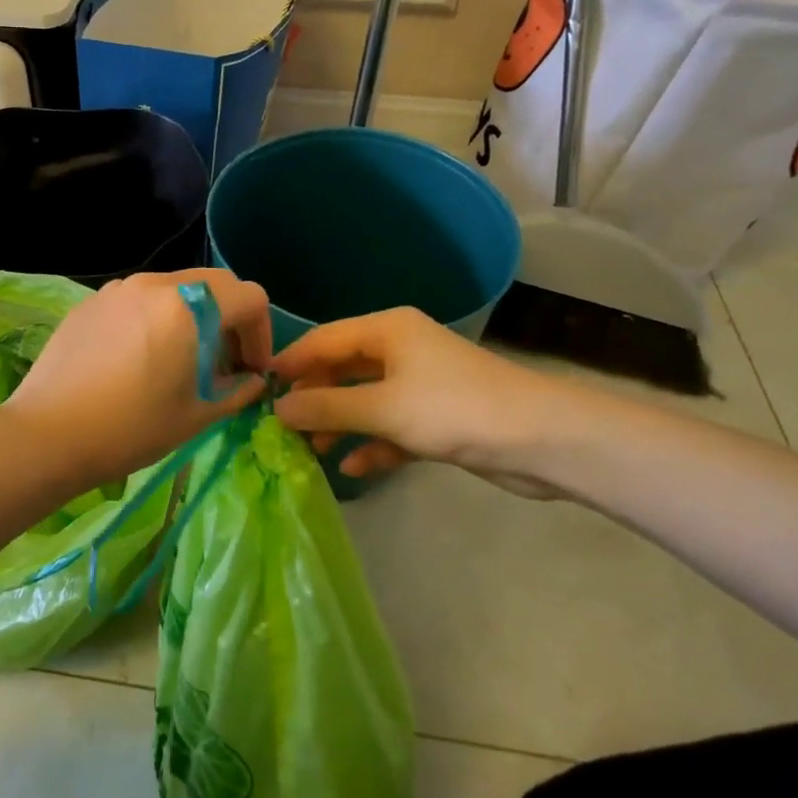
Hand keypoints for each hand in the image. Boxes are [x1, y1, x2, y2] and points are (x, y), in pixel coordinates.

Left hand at [1, 269, 271, 489]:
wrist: (47, 435)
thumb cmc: (130, 429)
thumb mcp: (196, 416)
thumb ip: (236, 391)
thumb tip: (252, 380)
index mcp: (189, 306)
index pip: (249, 297)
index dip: (262, 332)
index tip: (251, 369)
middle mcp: (155, 284)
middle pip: (214, 284)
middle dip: (231, 319)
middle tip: (224, 362)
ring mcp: (119, 288)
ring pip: (176, 288)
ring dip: (194, 315)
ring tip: (182, 359)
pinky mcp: (92, 301)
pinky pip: (140, 299)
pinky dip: (157, 317)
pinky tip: (141, 357)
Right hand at [271, 307, 596, 493]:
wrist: (540, 439)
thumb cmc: (452, 409)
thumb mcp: (382, 408)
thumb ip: (326, 407)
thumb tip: (277, 408)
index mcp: (387, 331)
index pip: (324, 339)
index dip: (291, 361)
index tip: (258, 388)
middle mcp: (400, 349)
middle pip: (343, 369)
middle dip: (314, 397)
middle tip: (280, 425)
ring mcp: (420, 384)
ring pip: (366, 400)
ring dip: (339, 423)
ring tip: (309, 449)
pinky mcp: (436, 417)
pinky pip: (391, 426)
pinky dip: (372, 443)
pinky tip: (352, 467)